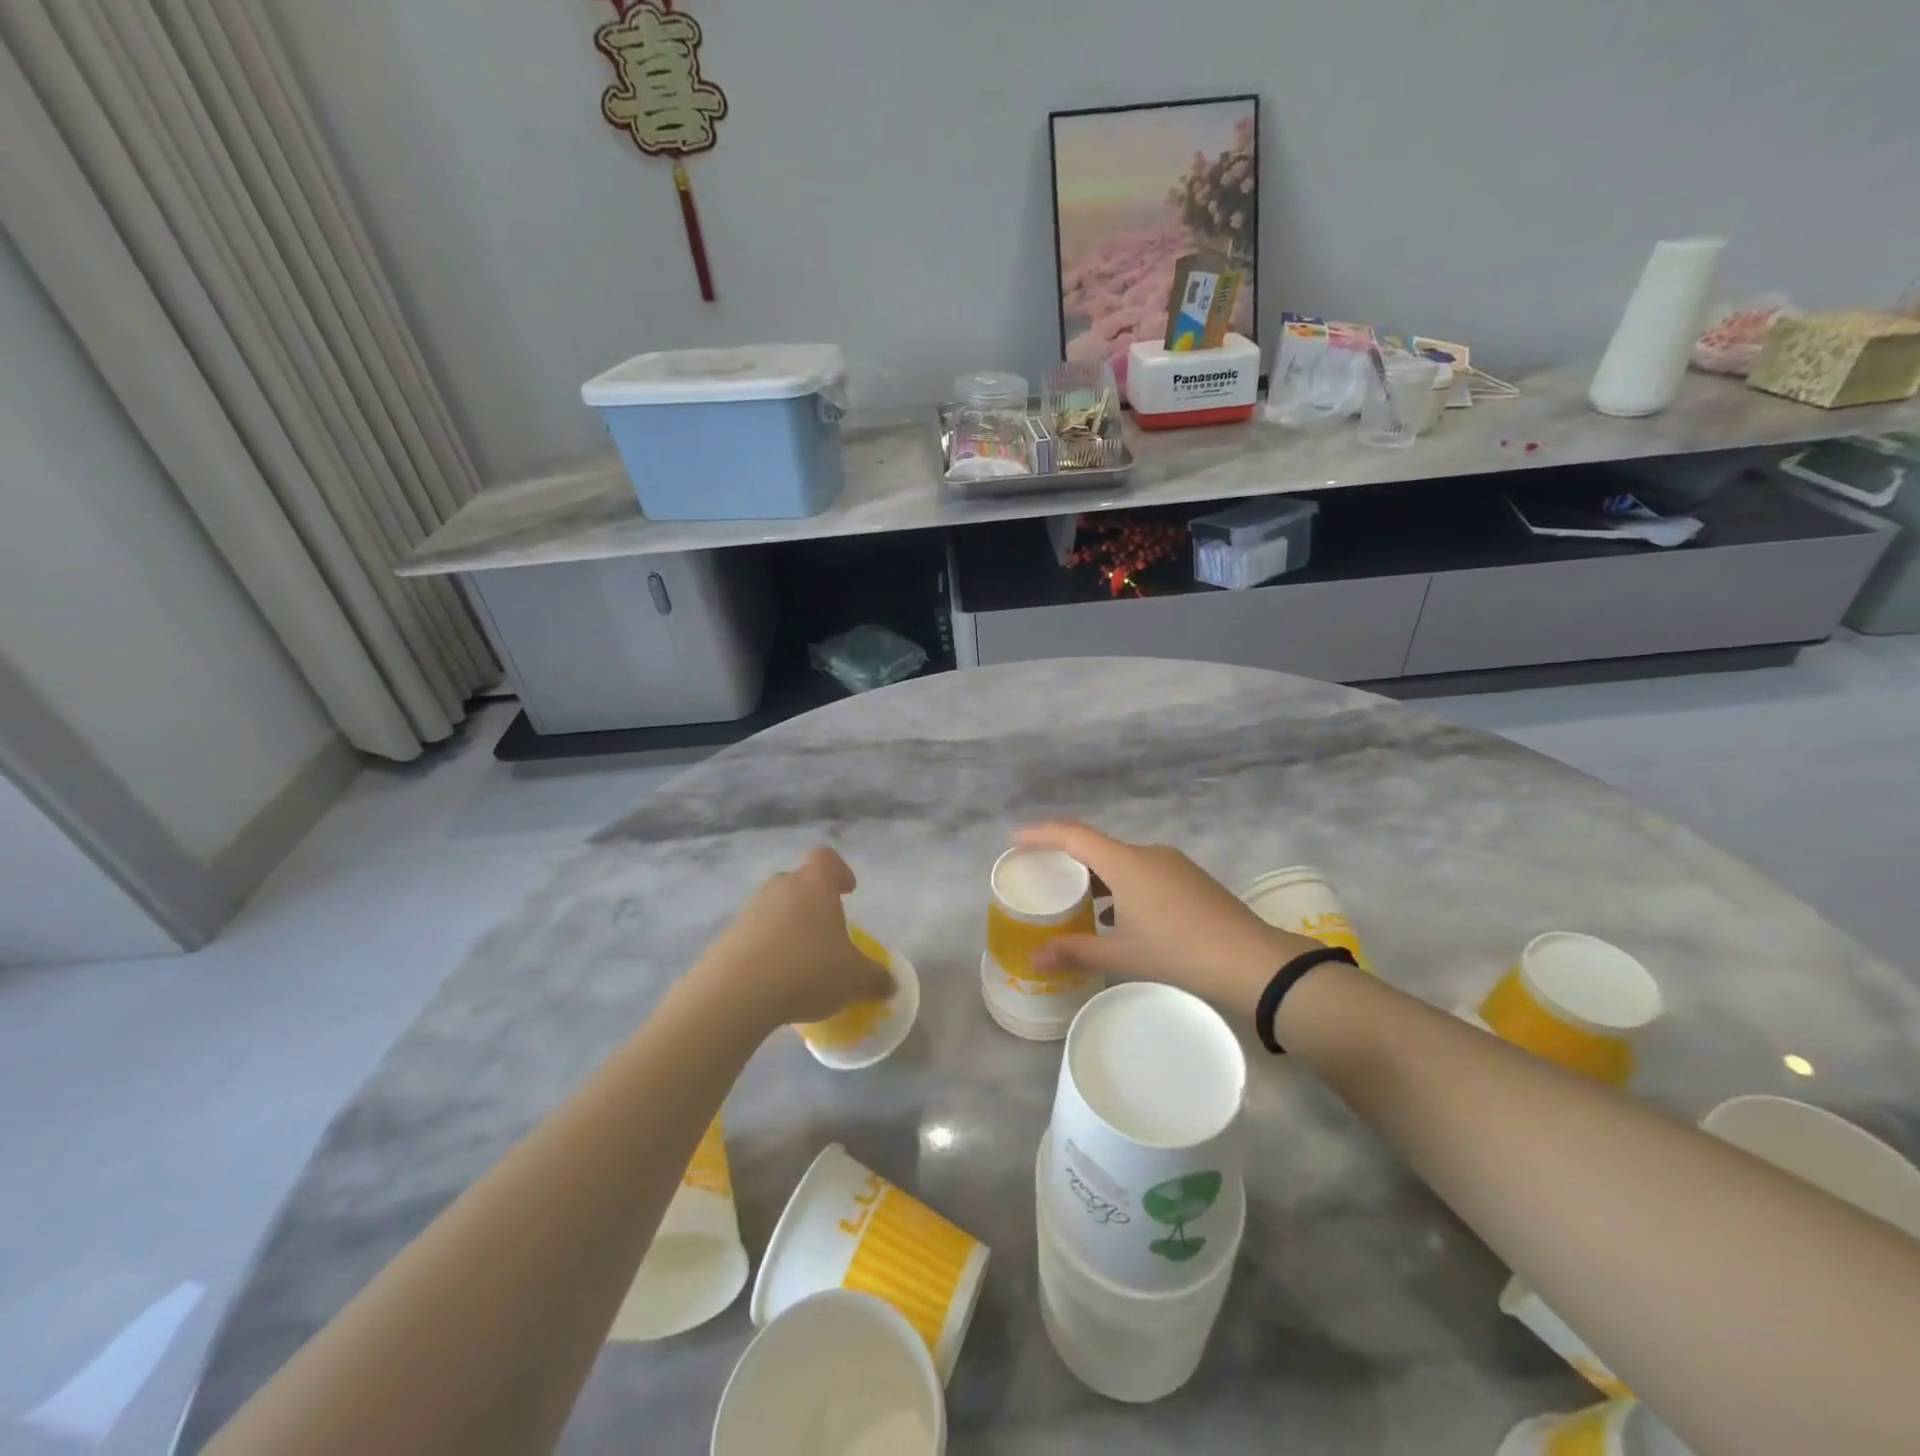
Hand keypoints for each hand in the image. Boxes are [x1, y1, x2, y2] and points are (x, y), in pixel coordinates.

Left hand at [696, 848, 895, 1029]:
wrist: (736, 993)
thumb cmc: (807, 970)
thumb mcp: (854, 979)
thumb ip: (876, 978)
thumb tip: (891, 984)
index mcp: (815, 884)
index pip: (826, 858)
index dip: (839, 870)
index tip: (848, 891)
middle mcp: (781, 887)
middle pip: (799, 882)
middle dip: (813, 902)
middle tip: (826, 932)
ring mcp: (750, 910)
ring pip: (775, 908)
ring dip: (788, 926)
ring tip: (799, 961)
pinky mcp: (727, 936)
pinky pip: (753, 934)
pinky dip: (765, 948)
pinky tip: (774, 979)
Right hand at [1015, 821, 1321, 1017]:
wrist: (1251, 960)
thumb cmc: (1178, 952)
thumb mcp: (1121, 954)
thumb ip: (1075, 951)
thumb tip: (1035, 957)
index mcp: (1125, 863)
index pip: (1073, 835)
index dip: (1041, 834)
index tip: (1016, 840)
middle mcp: (1147, 853)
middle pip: (1097, 846)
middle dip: (1068, 857)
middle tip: (1044, 874)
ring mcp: (1173, 864)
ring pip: (1123, 860)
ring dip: (1098, 875)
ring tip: (1079, 901)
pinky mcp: (1190, 878)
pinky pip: (1144, 871)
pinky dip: (1122, 884)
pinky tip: (1119, 915)